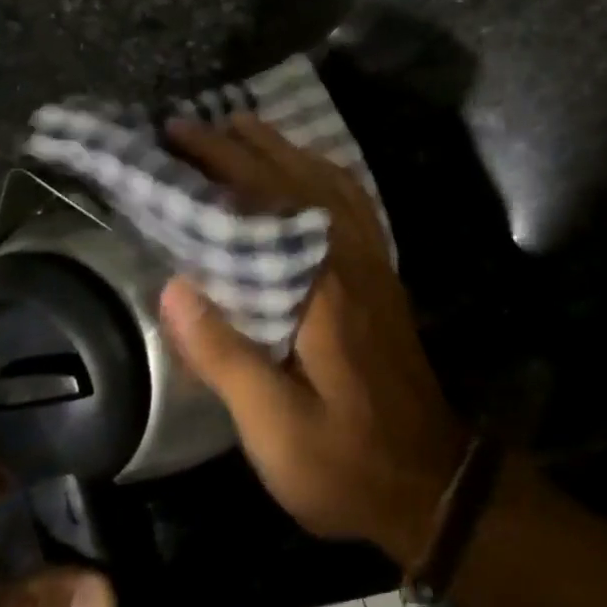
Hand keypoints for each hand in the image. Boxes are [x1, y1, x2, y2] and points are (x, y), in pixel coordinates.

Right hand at [160, 116, 467, 567]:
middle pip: (297, 180)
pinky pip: (355, 204)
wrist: (431, 482)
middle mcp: (353, 260)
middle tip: (193, 124)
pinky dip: (325, 174)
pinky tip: (307, 174)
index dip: (221, 162)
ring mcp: (374, 265)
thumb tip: (174, 286)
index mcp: (324, 289)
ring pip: (330, 183)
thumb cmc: (346, 463)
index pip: (267, 203)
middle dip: (243, 145)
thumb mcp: (275, 428)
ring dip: (285, 150)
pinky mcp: (383, 277)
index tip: (178, 135)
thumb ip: (225, 355)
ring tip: (242, 130)